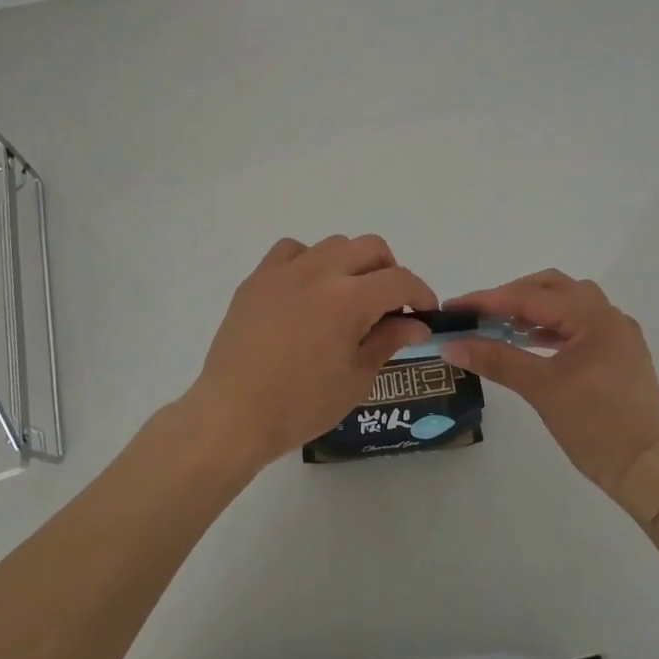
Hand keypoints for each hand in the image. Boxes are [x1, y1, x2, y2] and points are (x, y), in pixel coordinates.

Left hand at [181, 236, 435, 470]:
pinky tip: (307, 288)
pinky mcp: (258, 278)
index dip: (420, 293)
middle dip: (390, 271)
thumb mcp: (356, 378)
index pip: (400, 280)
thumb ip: (388, 341)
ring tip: (347, 296)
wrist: (234, 413)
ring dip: (351, 263)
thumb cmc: (301, 404)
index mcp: (350, 298)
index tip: (424, 313)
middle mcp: (321, 271)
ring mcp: (285, 270)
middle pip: (370, 247)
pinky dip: (309, 261)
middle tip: (389, 304)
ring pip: (333, 244)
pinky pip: (291, 250)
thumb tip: (416, 324)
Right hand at [440, 271, 658, 505]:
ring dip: (533, 309)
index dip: (488, 300)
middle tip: (479, 314)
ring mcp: (618, 335)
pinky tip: (530, 342)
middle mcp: (609, 316)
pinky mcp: (620, 355)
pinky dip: (551, 327)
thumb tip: (451, 345)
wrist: (651, 473)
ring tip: (500, 326)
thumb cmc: (597, 427)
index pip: (531, 297)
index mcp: (594, 317)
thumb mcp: (541, 390)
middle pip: (552, 288)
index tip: (454, 307)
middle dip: (512, 296)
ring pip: (567, 304)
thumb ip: (496, 359)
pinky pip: (579, 325)